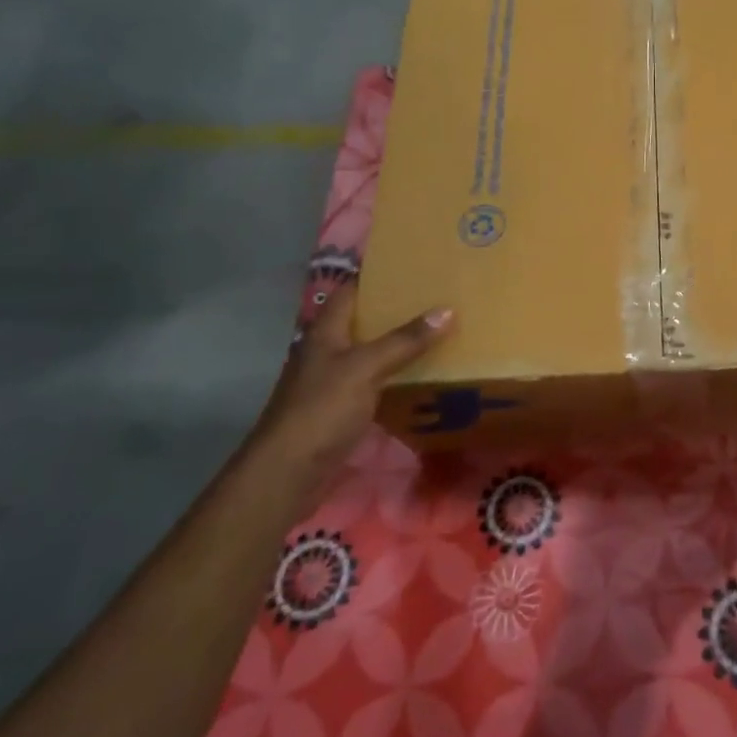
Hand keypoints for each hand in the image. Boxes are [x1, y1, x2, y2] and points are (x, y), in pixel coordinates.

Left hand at [248, 279, 451, 479]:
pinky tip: (425, 374)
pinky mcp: (343, 409)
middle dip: (397, 309)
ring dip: (400, 343)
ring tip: (440, 329)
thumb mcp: (366, 368)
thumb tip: (447, 310)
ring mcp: (334, 382)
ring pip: (372, 352)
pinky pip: (377, 381)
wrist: (289, 471)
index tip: (412, 265)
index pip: (350, 291)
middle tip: (438, 296)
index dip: (376, 276)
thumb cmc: (321, 409)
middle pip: (364, 321)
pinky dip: (398, 374)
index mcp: (326, 333)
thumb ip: (405, 340)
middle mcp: (328, 352)